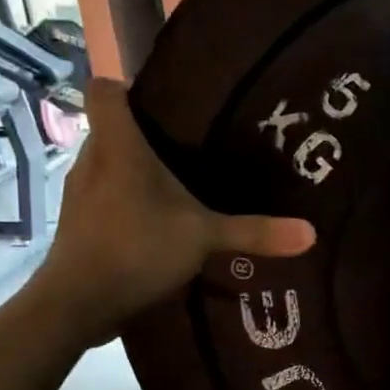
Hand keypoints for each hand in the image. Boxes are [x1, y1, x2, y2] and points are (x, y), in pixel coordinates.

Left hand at [25, 79, 314, 345]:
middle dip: (148, 133)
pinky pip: (106, 195)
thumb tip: (311, 233)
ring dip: (138, 171)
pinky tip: (159, 223)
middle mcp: (93, 159)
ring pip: (109, 164)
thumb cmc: (137, 249)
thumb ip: (256, 231)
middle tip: (194, 145)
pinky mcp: (79, 222)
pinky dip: (128, 200)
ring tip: (182, 184)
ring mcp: (80, 192)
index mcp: (118, 145)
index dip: (129, 86)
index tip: (168, 100)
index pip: (104, 89)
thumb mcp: (205, 238)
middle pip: (113, 128)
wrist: (77, 304)